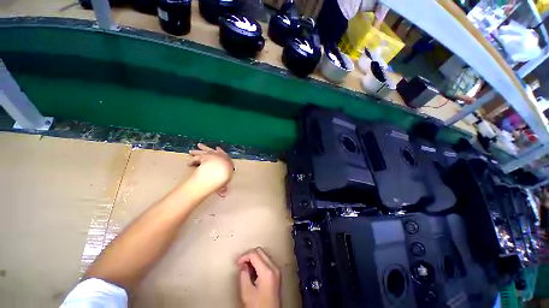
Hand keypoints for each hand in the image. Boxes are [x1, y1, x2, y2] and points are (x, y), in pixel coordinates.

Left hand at [188, 143, 233, 196]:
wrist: (221, 169)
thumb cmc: (226, 173)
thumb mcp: (226, 180)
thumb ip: (223, 186)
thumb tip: (223, 193)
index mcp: (226, 159)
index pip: (223, 154)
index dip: (220, 152)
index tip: (218, 149)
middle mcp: (218, 155)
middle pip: (211, 151)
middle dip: (206, 148)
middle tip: (200, 145)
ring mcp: (210, 155)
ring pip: (202, 152)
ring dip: (197, 151)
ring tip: (191, 151)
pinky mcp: (202, 157)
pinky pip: (196, 158)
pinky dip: (193, 161)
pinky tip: (189, 163)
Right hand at [238, 247, 280, 307]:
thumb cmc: (259, 307)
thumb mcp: (247, 292)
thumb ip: (243, 275)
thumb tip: (243, 265)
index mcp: (267, 271)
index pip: (254, 254)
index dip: (244, 256)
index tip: (238, 263)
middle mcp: (274, 268)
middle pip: (260, 251)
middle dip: (249, 255)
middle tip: (241, 264)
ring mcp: (277, 270)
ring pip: (264, 255)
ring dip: (254, 258)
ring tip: (246, 268)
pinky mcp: (276, 274)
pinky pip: (267, 261)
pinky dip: (259, 262)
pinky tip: (253, 271)